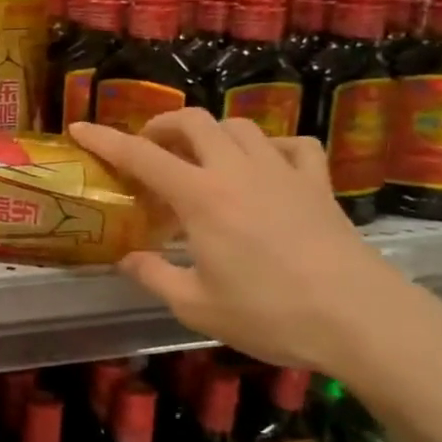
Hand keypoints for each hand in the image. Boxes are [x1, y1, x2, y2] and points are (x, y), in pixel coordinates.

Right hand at [71, 112, 432, 378]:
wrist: (362, 320)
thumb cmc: (270, 313)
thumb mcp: (196, 306)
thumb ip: (154, 276)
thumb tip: (127, 259)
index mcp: (199, 196)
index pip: (140, 155)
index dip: (105, 139)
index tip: (79, 128)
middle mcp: (236, 170)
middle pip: (193, 121)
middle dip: (162, 125)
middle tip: (149, 148)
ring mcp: (282, 172)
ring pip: (239, 125)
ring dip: (212, 133)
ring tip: (202, 158)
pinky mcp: (319, 185)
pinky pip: (292, 145)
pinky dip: (271, 147)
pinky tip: (265, 166)